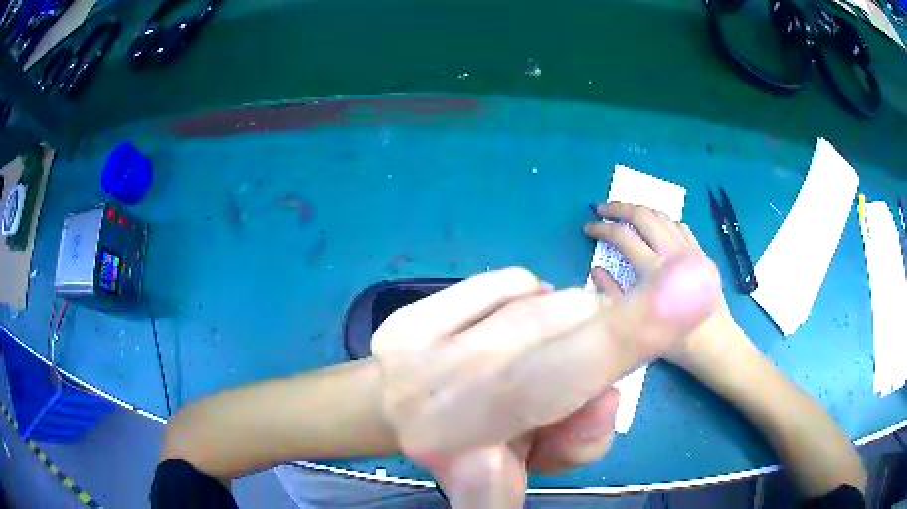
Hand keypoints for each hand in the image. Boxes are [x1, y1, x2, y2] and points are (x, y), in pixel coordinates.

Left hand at [373, 255, 720, 506]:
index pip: (555, 383)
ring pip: (546, 301)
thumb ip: (576, 446)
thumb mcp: (522, 484)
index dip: (628, 335)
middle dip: (595, 346)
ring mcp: (414, 342)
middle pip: (568, 326)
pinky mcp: (407, 313)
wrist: (399, 418)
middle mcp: (436, 384)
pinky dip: (528, 303)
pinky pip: (510, 283)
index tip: (694, 278)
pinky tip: (504, 335)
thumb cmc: (469, 460)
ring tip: (533, 367)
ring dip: (563, 332)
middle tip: (574, 380)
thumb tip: (602, 393)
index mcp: (467, 446)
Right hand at [584, 202, 743, 373]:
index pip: (622, 237)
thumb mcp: (637, 322)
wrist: (711, 341)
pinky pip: (680, 226)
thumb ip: (613, 293)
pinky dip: (664, 221)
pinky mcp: (700, 252)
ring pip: (662, 216)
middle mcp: (673, 253)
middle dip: (618, 207)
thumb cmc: (673, 339)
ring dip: (640, 210)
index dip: (601, 228)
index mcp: (655, 271)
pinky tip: (657, 226)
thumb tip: (596, 270)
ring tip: (625, 213)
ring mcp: (690, 249)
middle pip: (643, 216)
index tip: (587, 228)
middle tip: (601, 209)